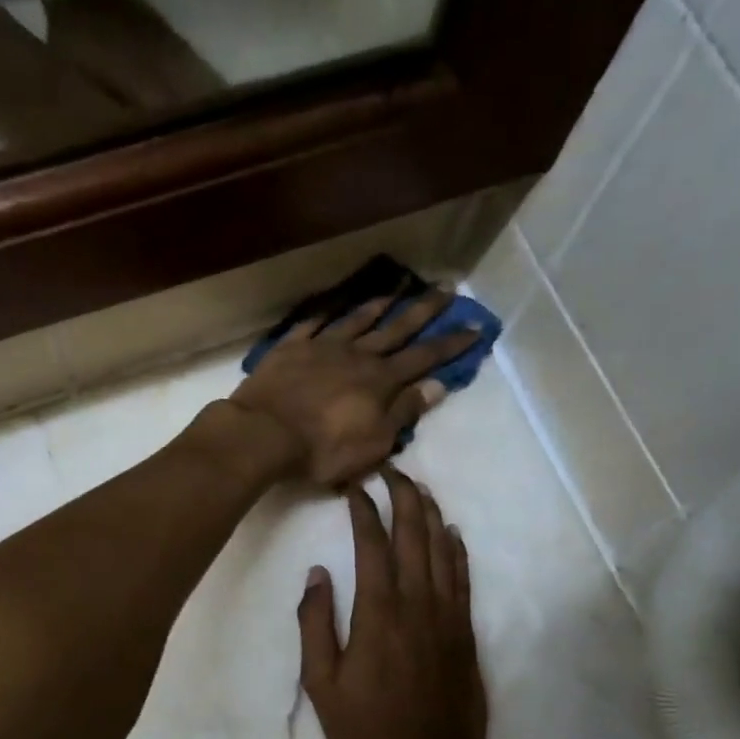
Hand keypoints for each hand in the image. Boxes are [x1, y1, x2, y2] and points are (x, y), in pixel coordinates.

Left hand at [231, 290, 477, 487]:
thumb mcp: (374, 442)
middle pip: (396, 330)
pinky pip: (314, 322)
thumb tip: (436, 385)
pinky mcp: (291, 348)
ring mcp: (322, 347)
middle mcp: (357, 355)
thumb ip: (404, 412)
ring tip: (398, 289)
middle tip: (447, 288)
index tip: (475, 327)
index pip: (424, 359)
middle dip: (424, 311)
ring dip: (380, 305)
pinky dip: (329, 311)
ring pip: (357, 320)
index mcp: (380, 381)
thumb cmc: (322, 449)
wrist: (264, 434)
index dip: (451, 345)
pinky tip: (337, 303)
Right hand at [297, 467, 488, 738]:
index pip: (372, 546)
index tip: (355, 490)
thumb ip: (316, 626)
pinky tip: (450, 532)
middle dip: (403, 497)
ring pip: (441, 550)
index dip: (364, 512)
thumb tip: (316, 574)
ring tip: (418, 488)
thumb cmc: (367, 730)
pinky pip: (462, 578)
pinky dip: (456, 550)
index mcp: (378, 614)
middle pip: (413, 536)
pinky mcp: (465, 632)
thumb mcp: (322, 686)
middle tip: (391, 471)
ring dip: (430, 515)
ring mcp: (447, 616)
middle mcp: (417, 604)